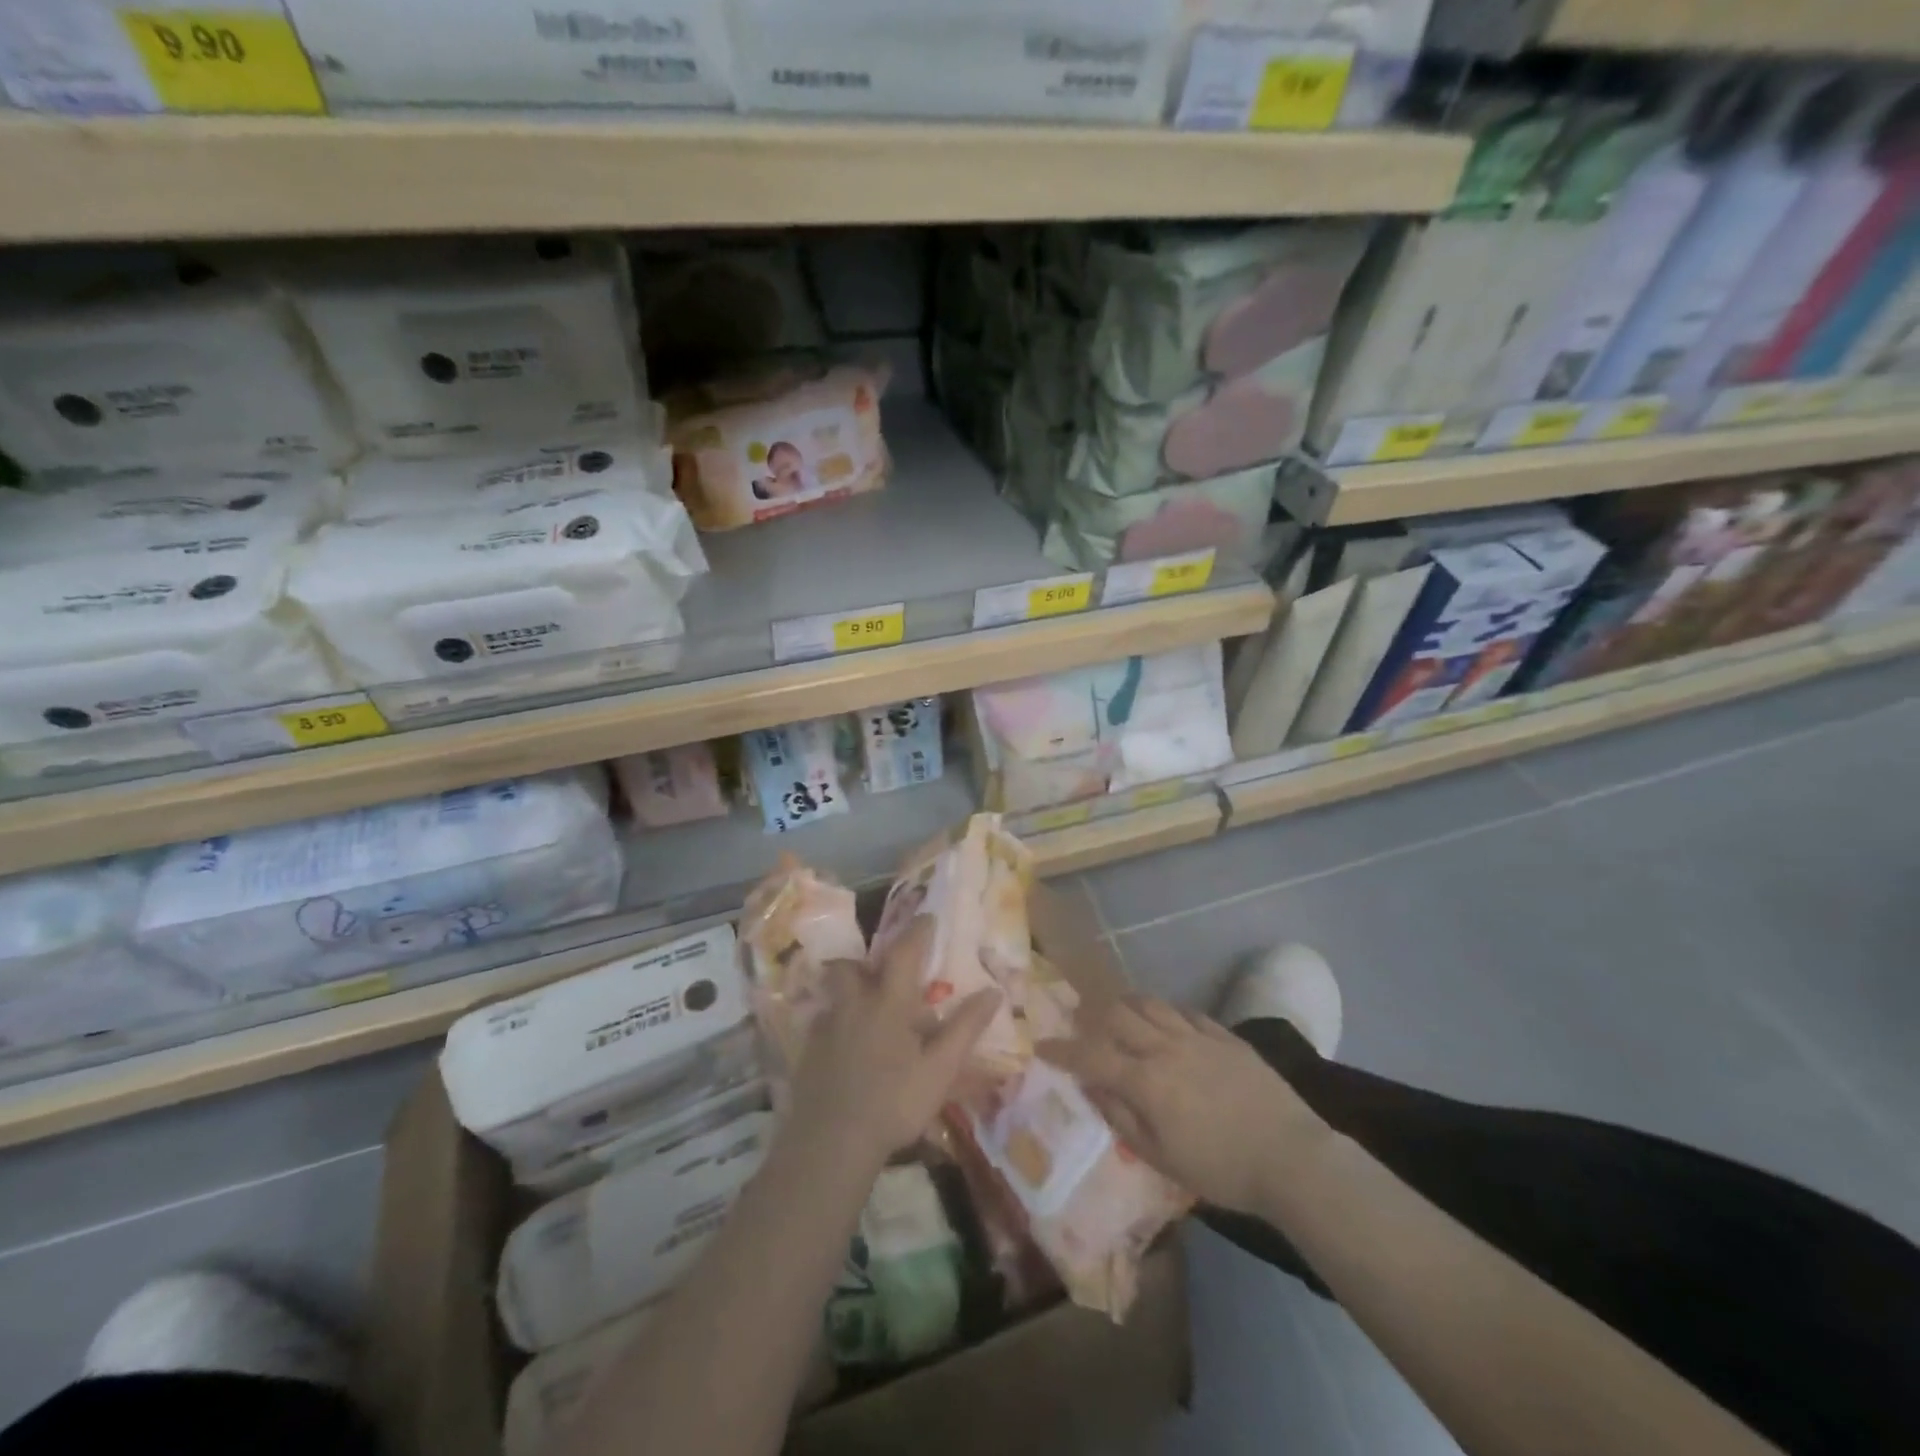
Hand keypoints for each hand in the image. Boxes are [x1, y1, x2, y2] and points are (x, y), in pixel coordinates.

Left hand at [786, 915, 1001, 1170]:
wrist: (831, 1143)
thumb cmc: (894, 1102)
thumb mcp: (940, 1069)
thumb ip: (965, 1028)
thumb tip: (993, 991)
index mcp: (888, 1002)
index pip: (904, 952)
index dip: (917, 931)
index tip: (926, 918)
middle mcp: (853, 1005)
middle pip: (849, 967)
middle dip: (864, 963)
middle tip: (881, 974)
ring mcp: (825, 1028)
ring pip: (834, 995)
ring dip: (849, 993)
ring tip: (866, 1013)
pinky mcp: (808, 1054)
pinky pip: (823, 1024)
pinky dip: (837, 1025)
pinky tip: (849, 1050)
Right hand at [1039, 996, 1330, 1215]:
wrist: (1292, 1158)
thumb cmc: (1222, 1169)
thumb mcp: (1162, 1159)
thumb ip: (1122, 1118)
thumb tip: (1092, 1087)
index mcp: (1145, 1080)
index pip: (1091, 1055)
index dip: (1062, 1050)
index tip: (1042, 1046)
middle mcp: (1165, 1047)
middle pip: (1116, 1014)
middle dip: (1090, 1015)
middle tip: (1080, 1022)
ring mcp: (1196, 1036)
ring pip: (1149, 1003)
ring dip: (1125, 1003)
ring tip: (1116, 1011)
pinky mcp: (1224, 1036)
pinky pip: (1184, 1011)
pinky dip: (1164, 1011)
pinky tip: (1164, 1020)